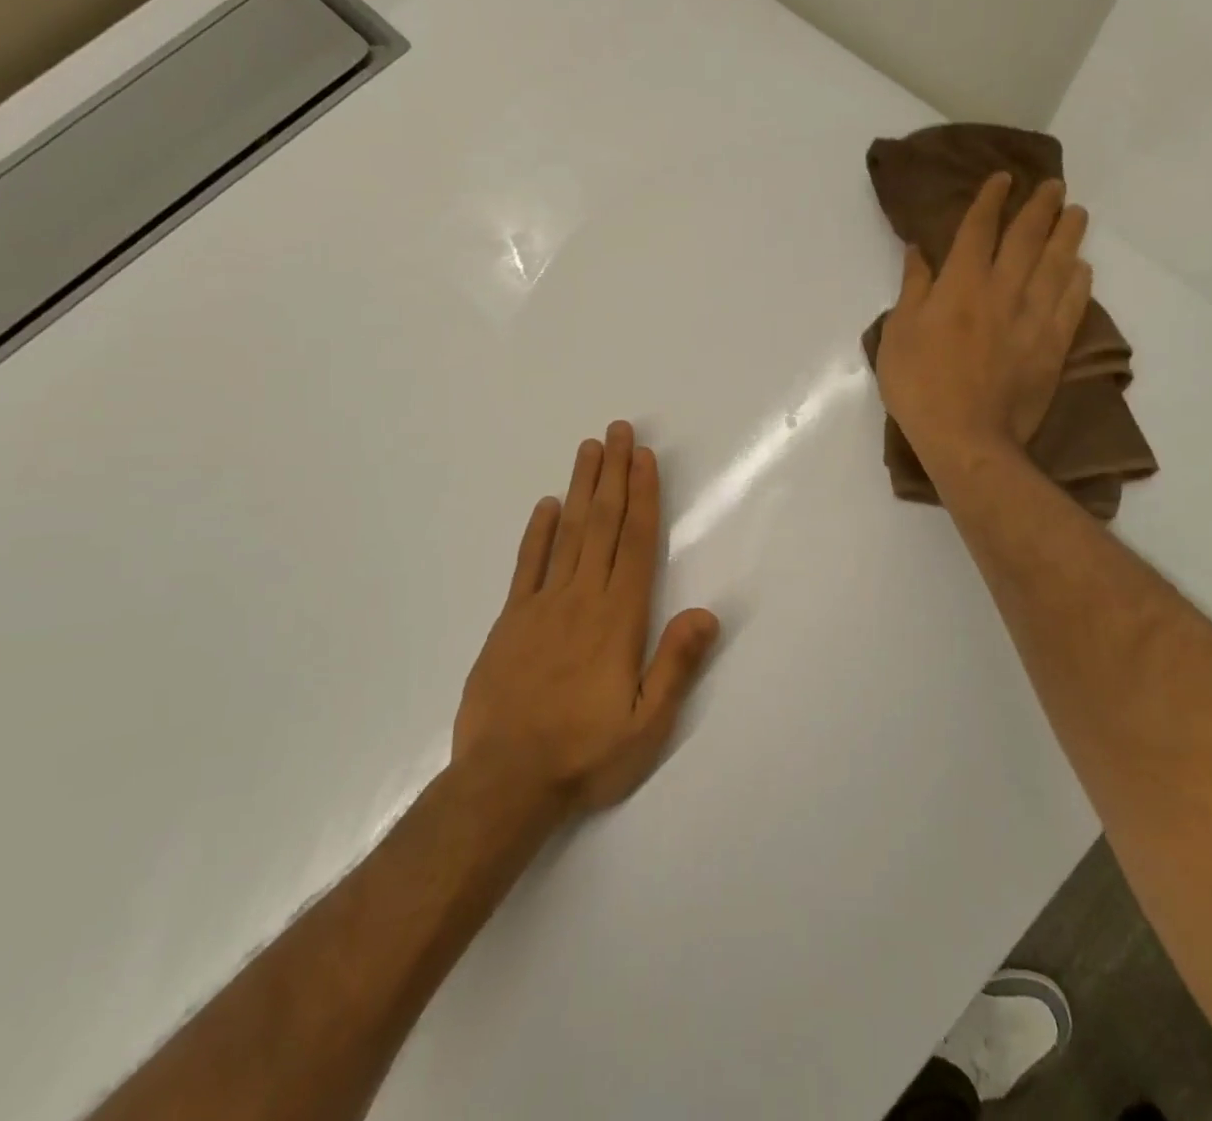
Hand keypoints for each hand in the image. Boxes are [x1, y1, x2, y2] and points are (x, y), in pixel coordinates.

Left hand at [452, 422, 720, 815]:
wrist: (504, 781)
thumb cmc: (584, 755)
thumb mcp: (646, 724)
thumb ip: (676, 665)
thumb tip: (708, 612)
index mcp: (619, 619)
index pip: (637, 543)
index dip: (643, 496)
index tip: (644, 457)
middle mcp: (582, 599)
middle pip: (603, 524)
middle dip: (614, 474)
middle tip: (618, 429)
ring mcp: (542, 605)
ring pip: (568, 533)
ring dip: (581, 488)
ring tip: (589, 449)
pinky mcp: (510, 620)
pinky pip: (527, 565)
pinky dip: (538, 532)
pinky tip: (546, 505)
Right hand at [875, 174, 1091, 473]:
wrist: (966, 437)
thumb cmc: (919, 386)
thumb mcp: (898, 334)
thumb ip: (912, 289)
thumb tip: (918, 252)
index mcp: (960, 286)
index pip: (978, 230)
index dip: (990, 201)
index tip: (1002, 179)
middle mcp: (1002, 291)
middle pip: (1027, 239)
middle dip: (1039, 207)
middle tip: (1053, 186)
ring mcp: (1033, 318)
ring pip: (1057, 264)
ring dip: (1068, 235)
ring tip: (1077, 213)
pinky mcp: (1052, 346)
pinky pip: (1073, 303)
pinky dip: (1080, 281)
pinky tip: (1083, 267)